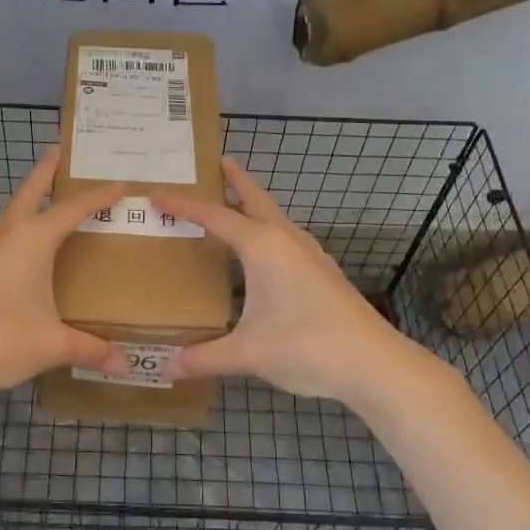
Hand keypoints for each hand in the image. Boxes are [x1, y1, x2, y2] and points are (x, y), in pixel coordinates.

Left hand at [0, 147, 128, 396]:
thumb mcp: (52, 345)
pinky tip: (8, 268)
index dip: (100, 196)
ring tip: (41, 218)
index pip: (74, 209)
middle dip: (45, 172)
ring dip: (24, 211)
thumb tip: (125, 365)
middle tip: (58, 153)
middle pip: (28, 193)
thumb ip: (90, 350)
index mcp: (32, 240)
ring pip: (6, 221)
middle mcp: (4, 237)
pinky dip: (5, 248)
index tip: (123, 185)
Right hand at [152, 159, 411, 400]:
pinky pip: (287, 238)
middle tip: (218, 163)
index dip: (182, 205)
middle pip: (255, 200)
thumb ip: (204, 358)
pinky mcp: (323, 272)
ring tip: (237, 204)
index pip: (214, 216)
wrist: (373, 363)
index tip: (156, 193)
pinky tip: (268, 252)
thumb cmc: (306, 347)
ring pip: (276, 218)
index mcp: (263, 247)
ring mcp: (310, 255)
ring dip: (255, 205)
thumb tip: (165, 367)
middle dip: (235, 181)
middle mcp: (286, 240)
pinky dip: (269, 230)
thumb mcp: (248, 353)